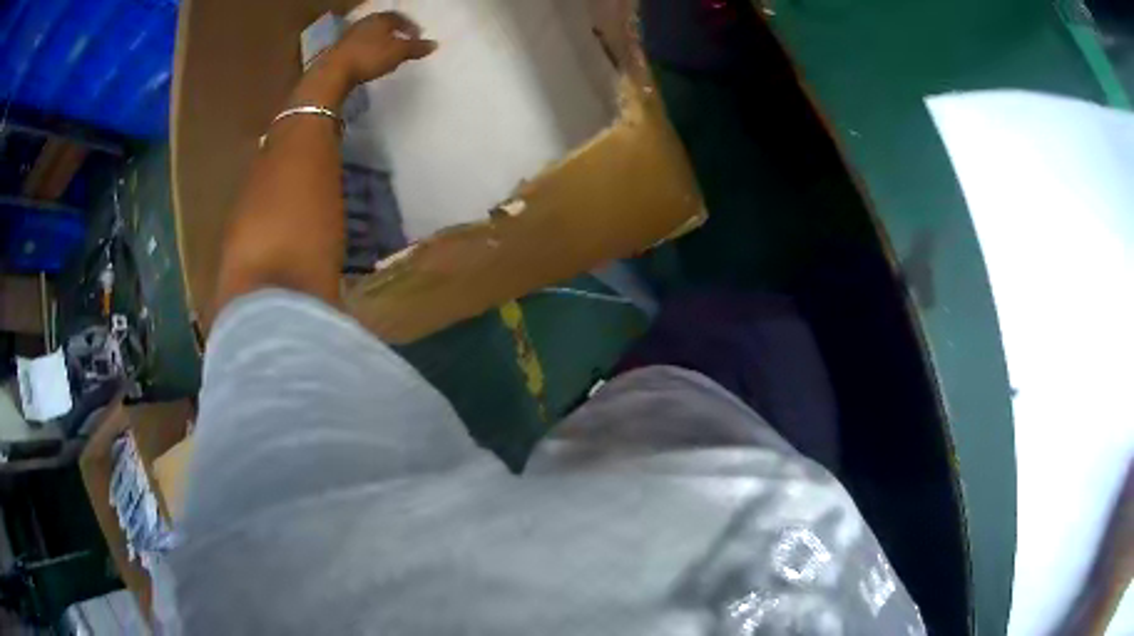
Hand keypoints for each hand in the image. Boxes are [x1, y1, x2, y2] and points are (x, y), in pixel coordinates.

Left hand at [327, 12, 437, 86]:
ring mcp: (349, 35)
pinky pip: (358, 46)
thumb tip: (434, 44)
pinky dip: (367, 51)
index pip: (400, 18)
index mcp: (381, 19)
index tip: (417, 37)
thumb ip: (416, 48)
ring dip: (379, 42)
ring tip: (386, 54)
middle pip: (383, 25)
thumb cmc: (370, 57)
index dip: (410, 27)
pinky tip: (369, 61)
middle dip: (394, 33)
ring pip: (370, 35)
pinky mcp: (338, 50)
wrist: (333, 72)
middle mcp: (365, 22)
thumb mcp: (398, 53)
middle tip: (402, 44)